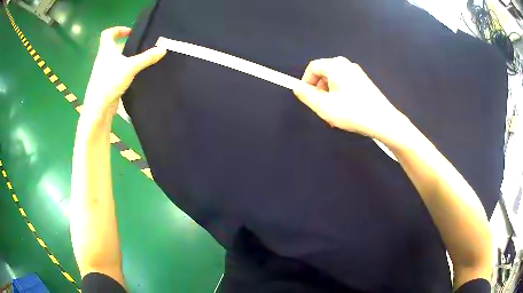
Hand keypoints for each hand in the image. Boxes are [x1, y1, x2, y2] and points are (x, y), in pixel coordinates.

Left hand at [84, 26, 166, 115]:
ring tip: (139, 61)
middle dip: (125, 45)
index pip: (108, 33)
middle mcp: (103, 59)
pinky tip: (134, 76)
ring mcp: (103, 72)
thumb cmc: (110, 81)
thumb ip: (147, 58)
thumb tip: (164, 48)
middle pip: (113, 47)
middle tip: (139, 47)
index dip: (118, 29)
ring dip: (125, 59)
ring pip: (115, 61)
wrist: (98, 108)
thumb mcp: (131, 67)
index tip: (130, 32)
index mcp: (105, 51)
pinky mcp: (106, 84)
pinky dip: (124, 71)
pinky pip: (116, 72)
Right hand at [294, 57, 406, 139]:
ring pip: (334, 82)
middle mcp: (346, 65)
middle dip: (319, 92)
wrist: (383, 121)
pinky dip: (340, 97)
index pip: (313, 67)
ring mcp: (357, 73)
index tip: (306, 98)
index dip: (305, 82)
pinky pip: (345, 86)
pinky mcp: (364, 83)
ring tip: (333, 115)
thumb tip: (297, 87)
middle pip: (324, 75)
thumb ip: (306, 95)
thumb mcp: (323, 105)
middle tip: (321, 109)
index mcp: (336, 65)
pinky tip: (345, 112)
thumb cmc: (352, 111)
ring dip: (329, 97)